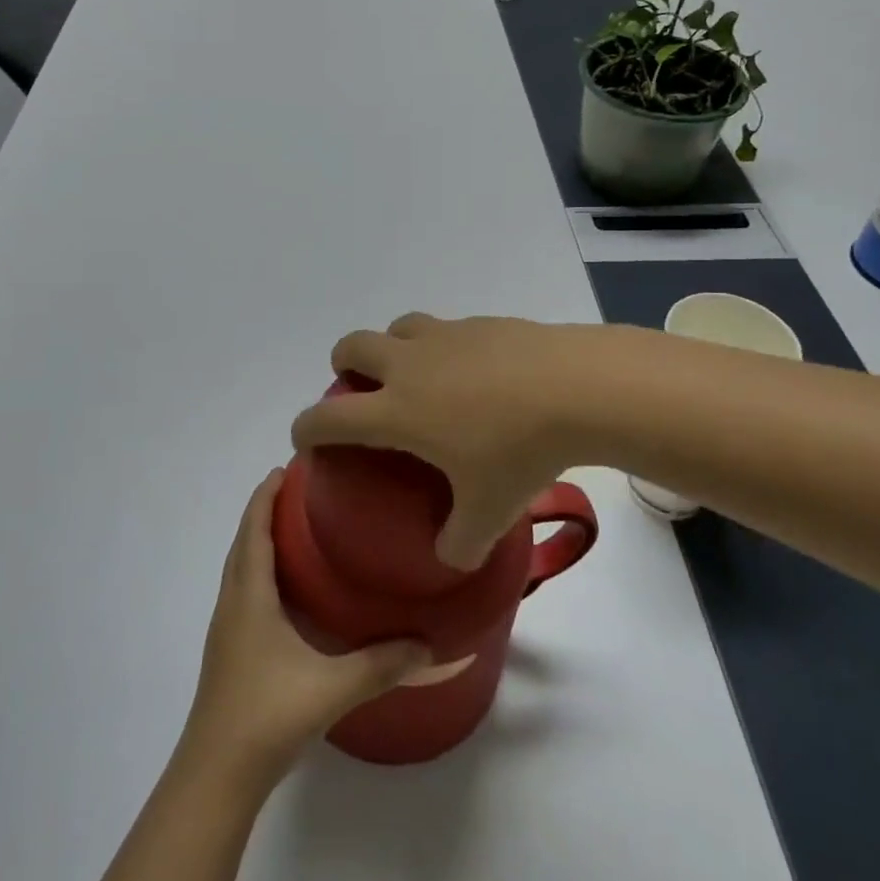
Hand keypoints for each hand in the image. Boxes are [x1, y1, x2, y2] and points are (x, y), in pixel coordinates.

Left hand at [182, 470, 431, 780]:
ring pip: (240, 568)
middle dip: (264, 511)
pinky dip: (259, 570)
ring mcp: (227, 629)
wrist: (216, 776)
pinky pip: (243, 591)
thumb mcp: (332, 687)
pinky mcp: (229, 651)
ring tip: (295, 529)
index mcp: (250, 595)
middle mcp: (233, 603)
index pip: (254, 529)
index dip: (265, 496)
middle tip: (300, 491)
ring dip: (259, 540)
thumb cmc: (267, 716)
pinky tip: (286, 590)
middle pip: (243, 542)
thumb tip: (429, 643)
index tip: (286, 467)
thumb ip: (381, 664)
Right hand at [290, 313, 621, 568]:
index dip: (307, 428)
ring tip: (415, 374)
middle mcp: (410, 365)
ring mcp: (445, 337)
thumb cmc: (520, 451)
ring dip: (391, 346)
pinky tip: (473, 372)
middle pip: (352, 346)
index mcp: (398, 410)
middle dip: (344, 366)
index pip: (330, 417)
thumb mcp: (489, 512)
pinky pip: (444, 328)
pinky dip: (441, 346)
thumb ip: (460, 543)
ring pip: (397, 327)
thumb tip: (451, 557)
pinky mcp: (479, 323)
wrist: (574, 387)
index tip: (305, 439)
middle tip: (361, 391)